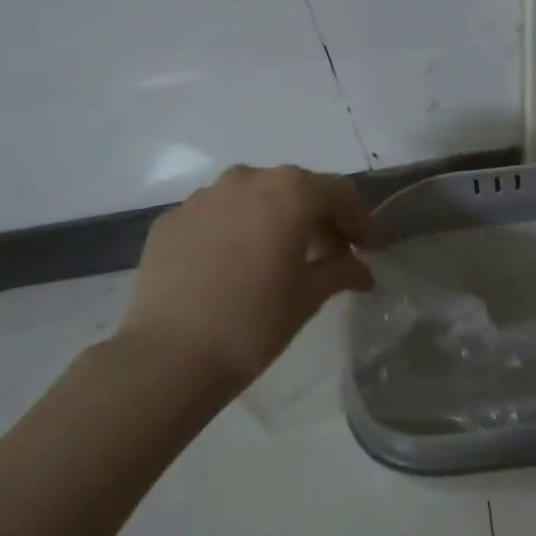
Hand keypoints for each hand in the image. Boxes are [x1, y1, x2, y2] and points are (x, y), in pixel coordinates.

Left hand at [119, 165, 373, 385]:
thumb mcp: (309, 296)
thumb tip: (362, 271)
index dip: (358, 219)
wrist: (168, 356)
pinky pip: (216, 215)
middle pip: (295, 189)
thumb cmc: (254, 322)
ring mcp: (204, 196)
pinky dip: (233, 231)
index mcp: (290, 192)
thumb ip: (342, 271)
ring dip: (273, 219)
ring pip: (252, 197)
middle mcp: (247, 180)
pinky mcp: (171, 219)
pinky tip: (232, 266)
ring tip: (276, 257)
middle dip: (316, 217)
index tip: (366, 248)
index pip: (338, 193)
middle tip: (327, 253)